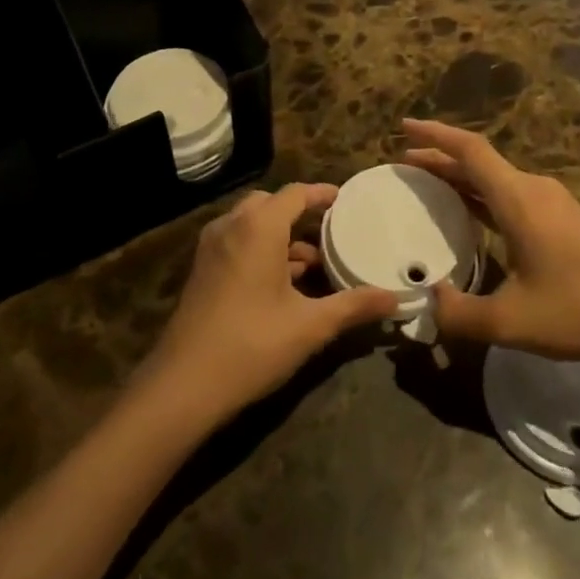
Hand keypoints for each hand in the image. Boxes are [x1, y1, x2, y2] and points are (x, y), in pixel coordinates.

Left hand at [141, 184, 398, 423]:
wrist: (183, 385)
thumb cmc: (252, 345)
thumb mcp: (310, 326)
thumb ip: (354, 306)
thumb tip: (396, 299)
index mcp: (258, 227)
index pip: (295, 193)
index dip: (321, 194)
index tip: (345, 199)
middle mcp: (231, 226)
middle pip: (270, 204)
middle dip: (299, 213)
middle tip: (330, 230)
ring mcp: (211, 248)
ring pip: (251, 225)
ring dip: (280, 236)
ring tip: (313, 263)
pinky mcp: (202, 271)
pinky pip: (237, 243)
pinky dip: (261, 250)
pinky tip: (282, 284)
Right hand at [403, 119, 579, 377]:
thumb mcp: (511, 321)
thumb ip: (460, 314)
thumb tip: (429, 301)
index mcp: (519, 199)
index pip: (469, 150)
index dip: (434, 135)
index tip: (404, 126)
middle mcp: (535, 190)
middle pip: (480, 162)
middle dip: (441, 158)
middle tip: (405, 164)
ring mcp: (554, 204)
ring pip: (497, 179)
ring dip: (463, 178)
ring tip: (431, 186)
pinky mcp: (566, 221)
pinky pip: (513, 195)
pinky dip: (484, 196)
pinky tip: (474, 215)